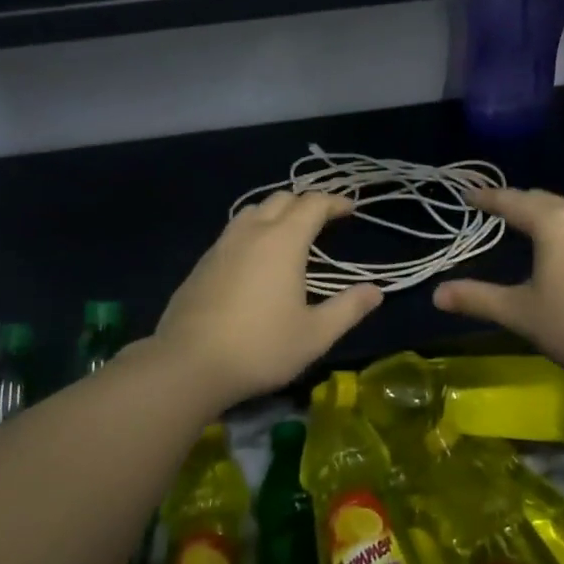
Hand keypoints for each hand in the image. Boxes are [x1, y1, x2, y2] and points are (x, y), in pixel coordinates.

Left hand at [153, 191, 382, 405]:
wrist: (188, 364)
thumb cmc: (260, 347)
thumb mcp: (315, 335)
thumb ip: (348, 309)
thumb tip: (375, 291)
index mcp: (283, 241)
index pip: (312, 204)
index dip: (334, 202)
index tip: (349, 208)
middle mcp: (252, 232)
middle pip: (281, 199)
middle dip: (305, 202)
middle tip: (323, 219)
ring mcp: (222, 245)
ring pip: (253, 210)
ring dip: (276, 211)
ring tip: (289, 231)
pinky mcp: (202, 263)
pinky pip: (234, 231)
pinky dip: (253, 230)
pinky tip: (255, 256)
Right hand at [433, 188, 563, 380]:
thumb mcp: (521, 313)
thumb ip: (478, 299)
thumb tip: (436, 295)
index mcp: (553, 222)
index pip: (512, 201)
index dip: (487, 198)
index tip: (468, 195)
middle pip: (541, 198)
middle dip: (515, 201)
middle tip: (493, 207)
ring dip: (542, 211)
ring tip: (524, 222)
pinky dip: (563, 224)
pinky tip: (561, 244)